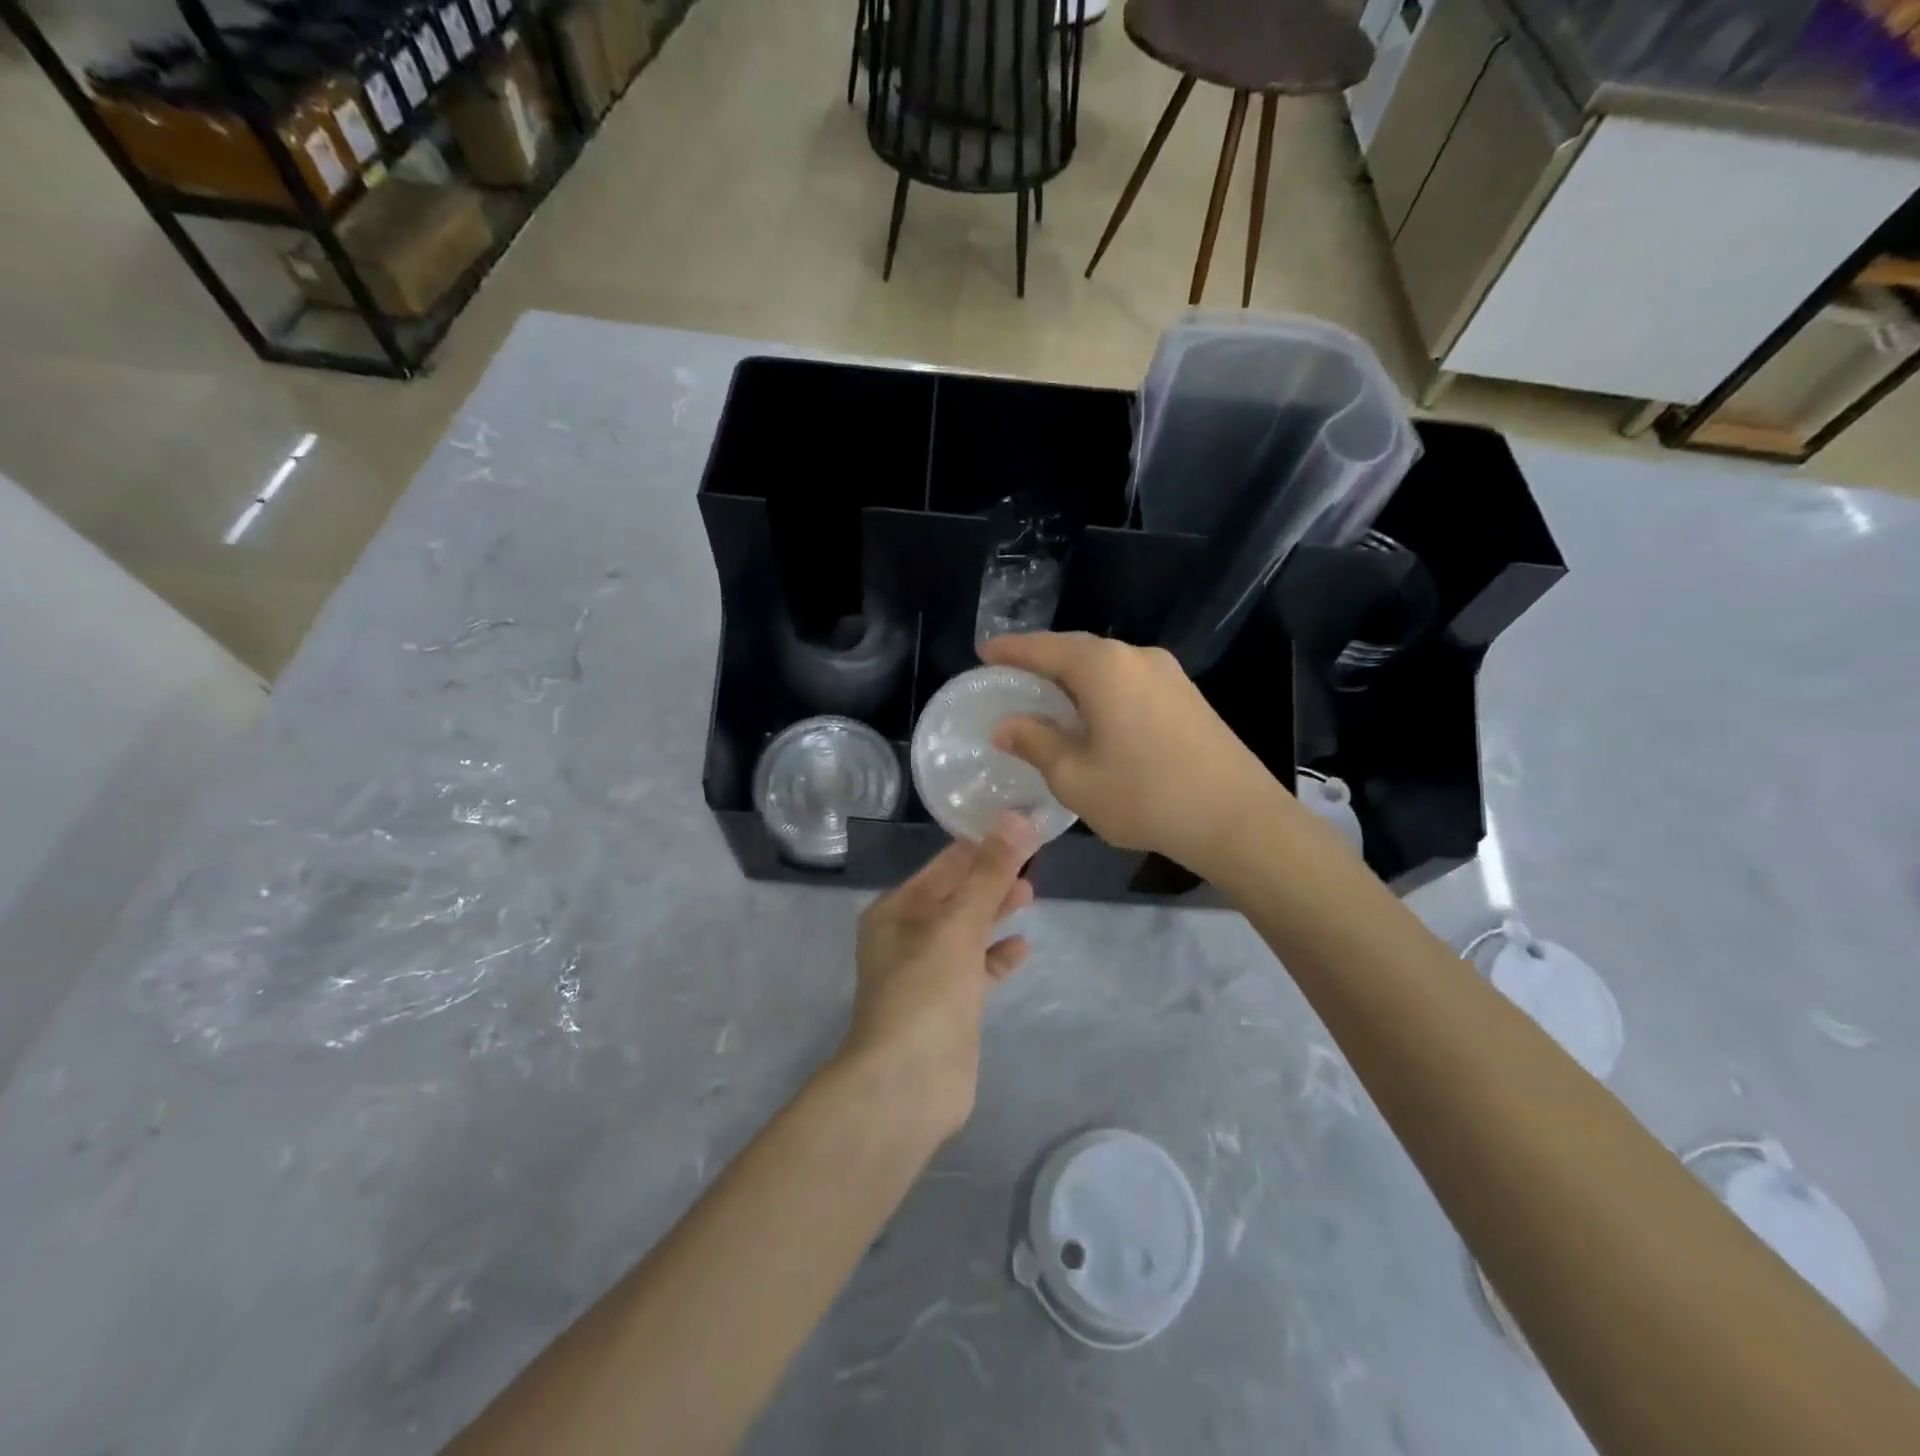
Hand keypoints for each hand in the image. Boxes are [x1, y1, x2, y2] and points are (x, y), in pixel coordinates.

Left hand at [839, 814, 1039, 1139]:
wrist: (907, 1087)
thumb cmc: (925, 994)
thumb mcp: (957, 926)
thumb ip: (988, 874)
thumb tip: (1016, 819)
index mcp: (895, 911)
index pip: (942, 866)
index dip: (979, 845)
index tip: (1017, 826)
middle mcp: (907, 937)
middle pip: (956, 896)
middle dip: (990, 877)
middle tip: (1033, 856)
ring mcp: (928, 973)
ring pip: (967, 931)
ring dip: (995, 912)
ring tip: (1032, 892)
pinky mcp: (949, 1006)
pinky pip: (977, 969)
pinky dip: (997, 956)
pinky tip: (1023, 946)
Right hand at [981, 631, 1294, 878]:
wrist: (1237, 818)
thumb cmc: (1145, 795)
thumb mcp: (1075, 776)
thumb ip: (1036, 743)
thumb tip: (1006, 724)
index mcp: (1103, 667)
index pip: (1044, 648)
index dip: (1011, 650)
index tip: (984, 652)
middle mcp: (1136, 657)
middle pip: (1077, 650)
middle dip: (1042, 660)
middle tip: (1012, 675)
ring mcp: (1168, 674)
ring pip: (1107, 666)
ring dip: (1074, 677)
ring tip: (1048, 697)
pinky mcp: (1188, 696)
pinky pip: (1130, 681)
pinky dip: (1102, 690)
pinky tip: (1094, 715)